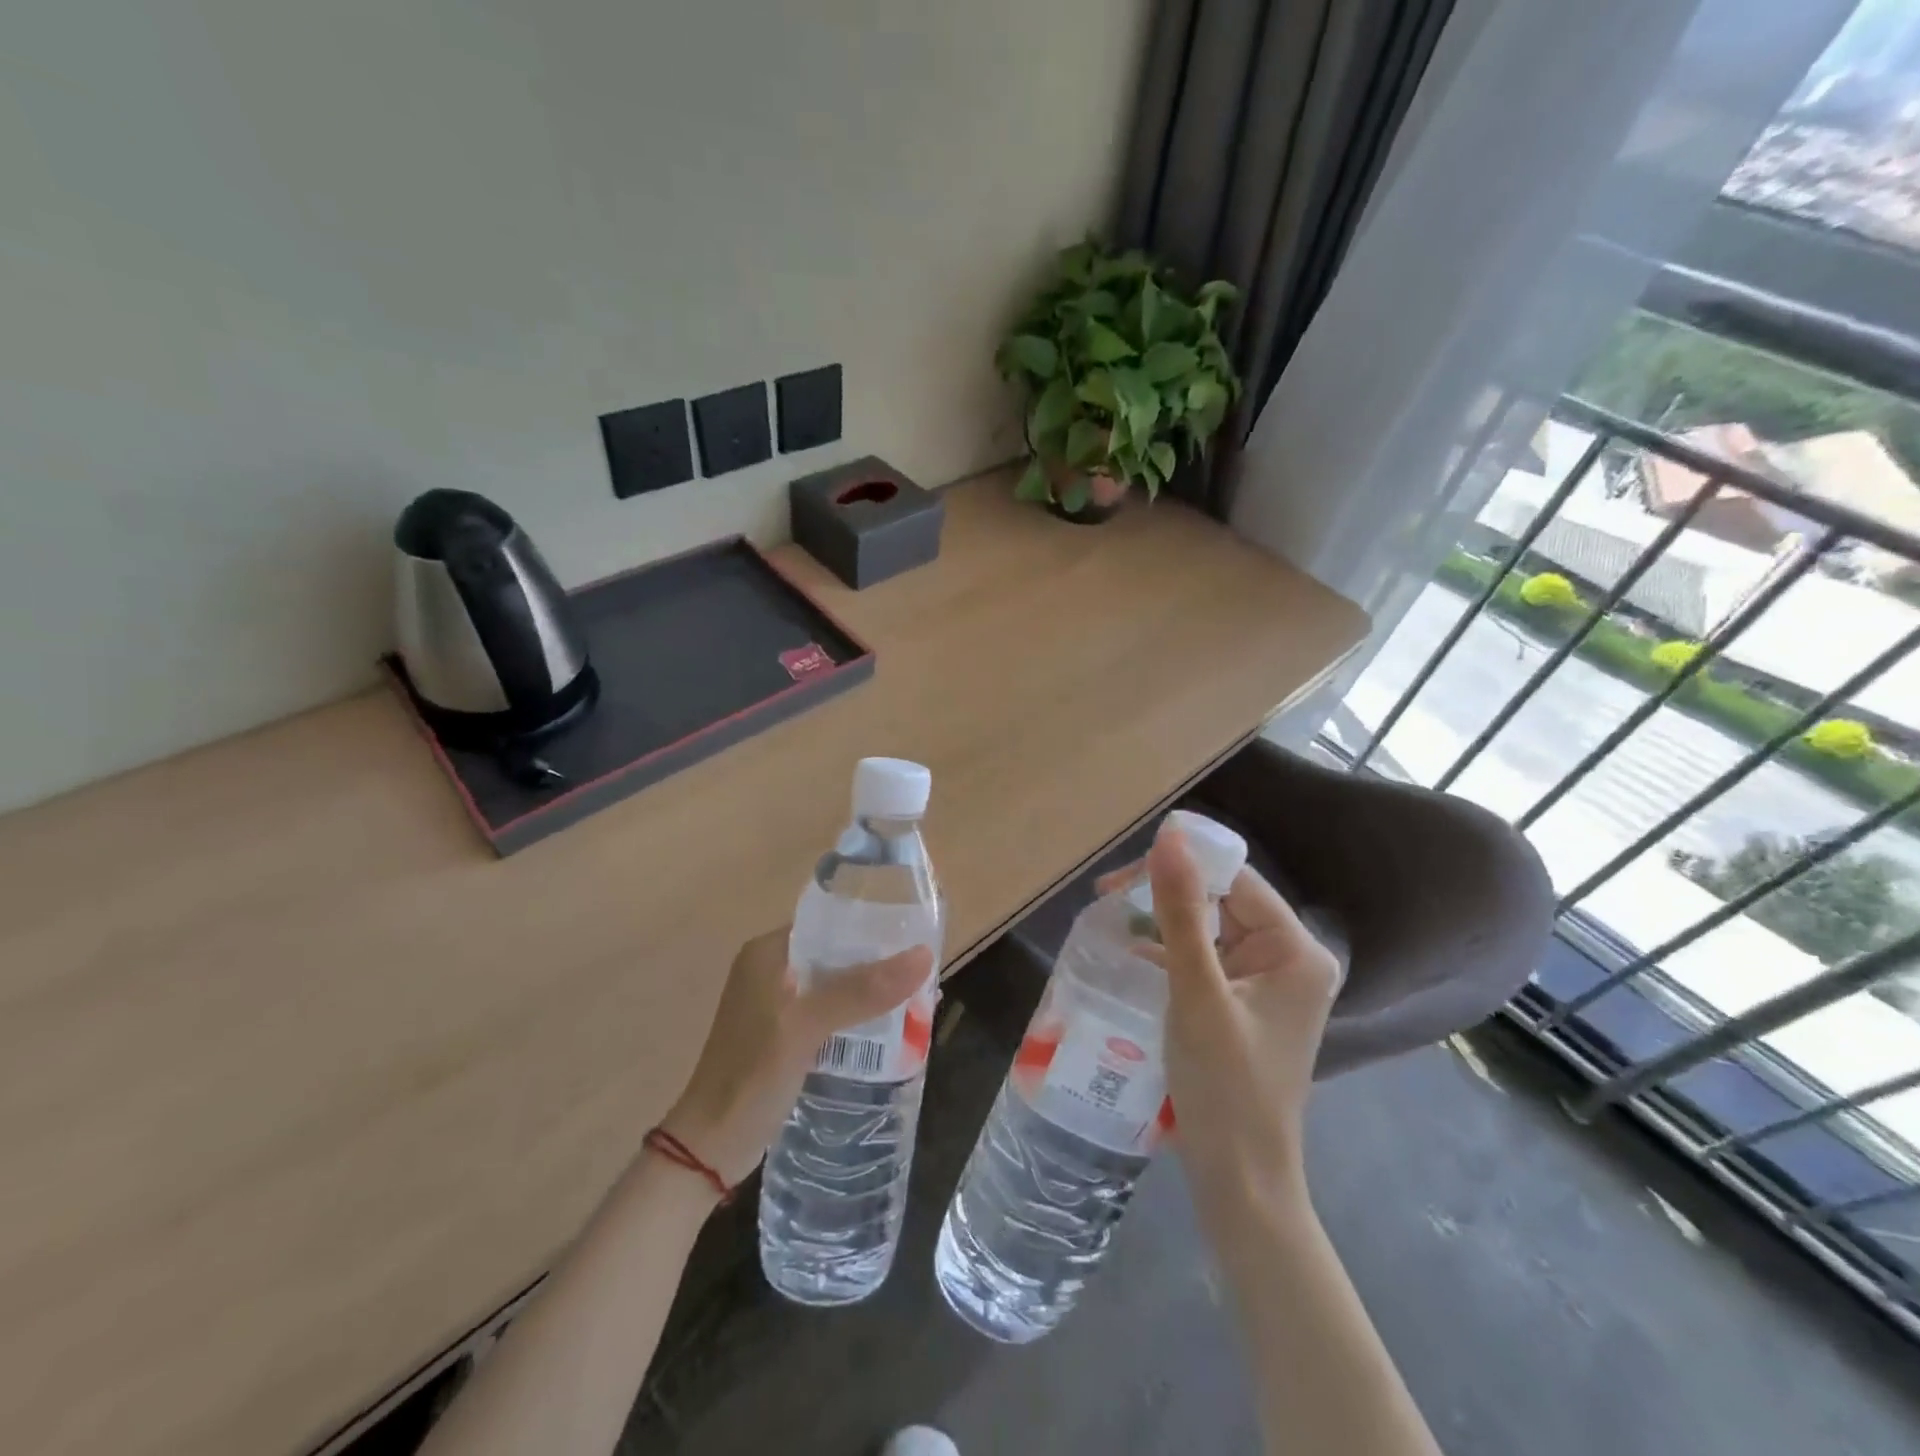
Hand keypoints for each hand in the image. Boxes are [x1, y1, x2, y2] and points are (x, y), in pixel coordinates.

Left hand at [658, 929, 933, 1186]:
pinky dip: (857, 1017)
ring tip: (917, 998)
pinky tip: (890, 1030)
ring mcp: (778, 1004)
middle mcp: (772, 970)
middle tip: (923, 972)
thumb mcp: (807, 1026)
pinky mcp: (786, 1035)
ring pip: (837, 986)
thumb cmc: (752, 1075)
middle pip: (837, 954)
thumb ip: (862, 990)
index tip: (914, 935)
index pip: (829, 922)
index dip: (871, 926)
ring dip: (871, 993)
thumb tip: (924, 955)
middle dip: (878, 963)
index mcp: (768, 952)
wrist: (710, 1148)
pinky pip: (831, 1013)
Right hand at [1104, 822, 1341, 1210]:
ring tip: (1110, 917)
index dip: (1180, 867)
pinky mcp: (1244, 1003)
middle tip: (1107, 897)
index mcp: (1296, 950)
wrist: (1239, 1178)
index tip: (1120, 876)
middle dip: (1165, 895)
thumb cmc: (1224, 1085)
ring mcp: (1267, 983)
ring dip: (1162, 922)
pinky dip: (1170, 952)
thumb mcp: (1196, 993)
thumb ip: (1181, 913)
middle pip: (1222, 901)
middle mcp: (1289, 958)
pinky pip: (1206, 958)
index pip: (1235, 880)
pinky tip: (1131, 953)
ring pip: (1209, 928)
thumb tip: (1170, 837)